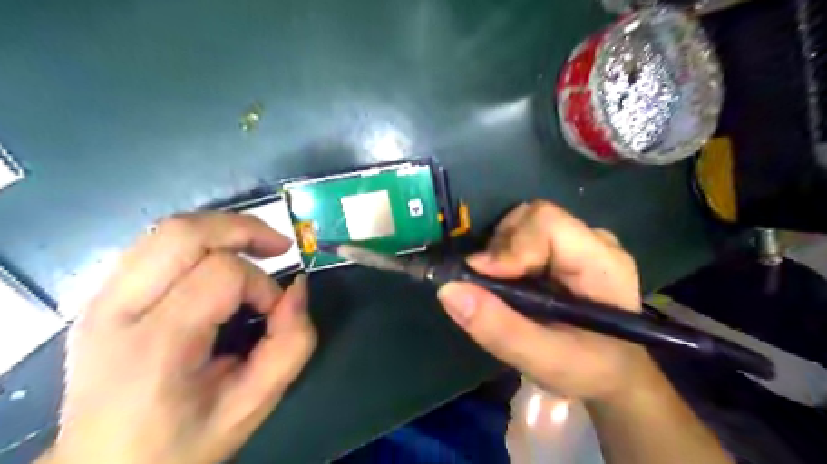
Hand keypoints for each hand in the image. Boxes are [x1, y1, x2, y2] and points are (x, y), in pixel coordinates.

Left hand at [38, 212, 317, 462]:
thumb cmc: (185, 441)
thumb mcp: (254, 404)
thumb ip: (291, 344)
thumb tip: (298, 287)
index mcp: (156, 345)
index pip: (221, 275)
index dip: (262, 285)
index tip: (273, 313)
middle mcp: (117, 311)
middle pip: (184, 233)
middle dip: (244, 229)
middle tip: (279, 247)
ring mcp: (101, 299)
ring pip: (168, 229)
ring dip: (223, 229)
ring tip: (255, 248)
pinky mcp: (101, 296)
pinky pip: (156, 245)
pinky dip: (200, 241)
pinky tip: (220, 260)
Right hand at [435, 200, 656, 400]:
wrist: (612, 371)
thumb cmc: (588, 369)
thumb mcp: (544, 361)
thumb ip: (499, 328)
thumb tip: (448, 290)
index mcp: (601, 263)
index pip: (547, 224)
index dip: (509, 246)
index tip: (480, 277)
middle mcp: (592, 241)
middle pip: (533, 218)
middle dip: (501, 248)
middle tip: (489, 286)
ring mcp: (580, 241)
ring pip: (525, 223)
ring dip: (500, 251)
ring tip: (501, 288)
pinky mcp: (566, 248)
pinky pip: (525, 234)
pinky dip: (504, 254)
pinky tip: (509, 282)